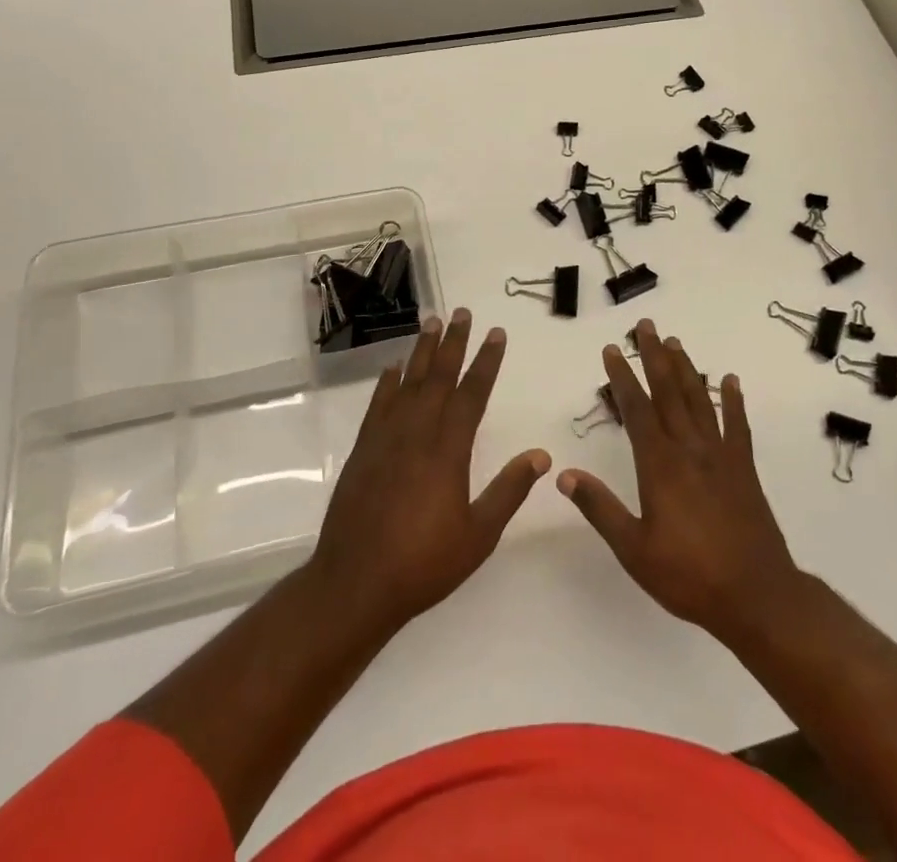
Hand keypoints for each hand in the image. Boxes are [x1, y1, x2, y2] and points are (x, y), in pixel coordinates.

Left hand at [310, 308, 548, 637]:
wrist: (355, 583)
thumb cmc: (423, 563)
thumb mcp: (478, 535)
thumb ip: (509, 490)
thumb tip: (542, 455)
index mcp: (448, 450)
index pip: (472, 393)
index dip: (486, 361)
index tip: (496, 333)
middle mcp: (417, 433)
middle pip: (438, 376)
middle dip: (454, 342)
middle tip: (462, 312)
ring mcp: (386, 438)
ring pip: (408, 382)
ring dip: (421, 351)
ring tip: (431, 321)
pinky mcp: (363, 449)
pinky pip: (378, 404)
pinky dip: (387, 382)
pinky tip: (393, 368)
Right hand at [559, 319, 803, 644]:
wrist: (757, 596)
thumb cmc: (689, 576)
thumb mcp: (634, 549)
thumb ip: (600, 508)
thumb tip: (564, 473)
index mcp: (660, 465)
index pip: (636, 409)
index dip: (622, 377)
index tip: (611, 349)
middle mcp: (689, 449)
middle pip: (669, 392)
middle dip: (653, 356)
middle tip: (645, 325)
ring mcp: (720, 455)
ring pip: (700, 400)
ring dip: (686, 368)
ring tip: (674, 342)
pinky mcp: (743, 469)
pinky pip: (737, 425)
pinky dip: (733, 400)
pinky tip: (730, 380)